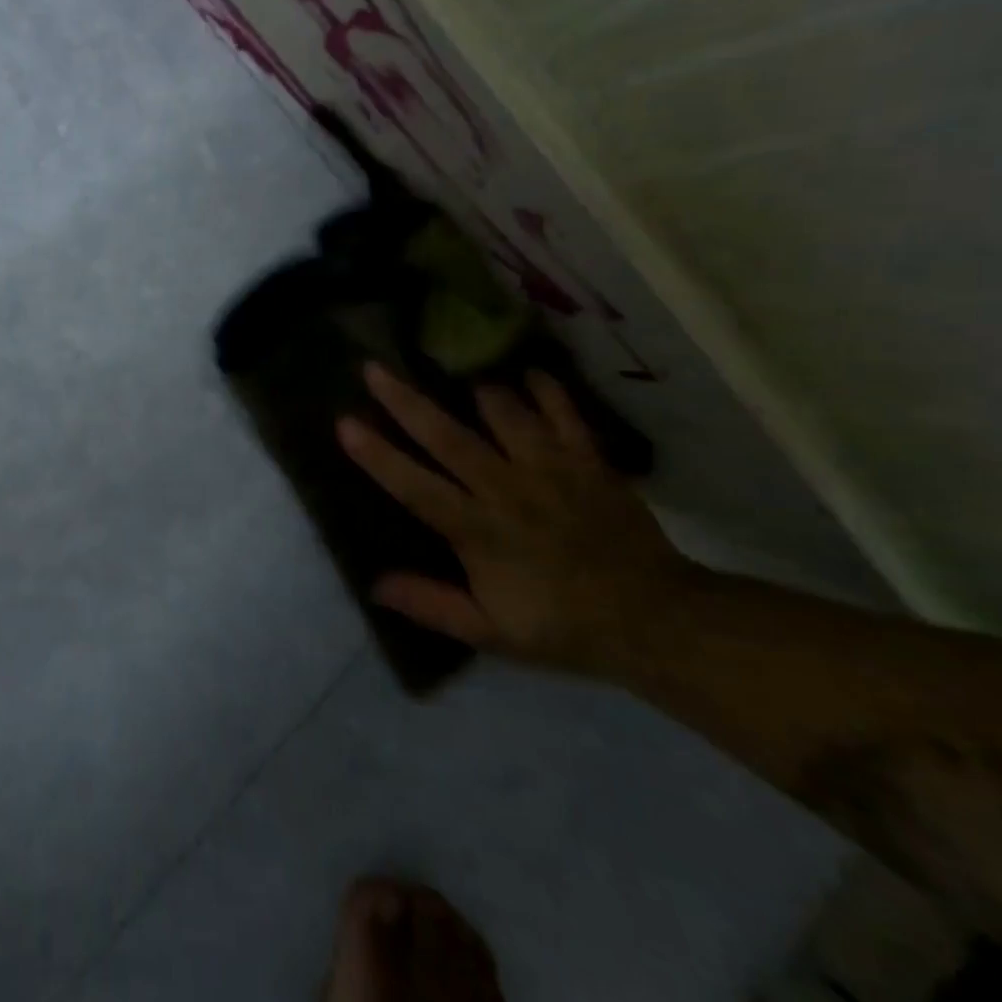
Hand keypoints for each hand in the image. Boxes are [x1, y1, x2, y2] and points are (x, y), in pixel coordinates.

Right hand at [338, 365, 699, 676]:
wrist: (657, 620)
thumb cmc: (563, 626)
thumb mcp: (492, 633)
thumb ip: (432, 606)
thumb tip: (374, 584)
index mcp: (479, 532)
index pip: (417, 488)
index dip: (378, 456)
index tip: (345, 423)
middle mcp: (508, 491)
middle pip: (449, 438)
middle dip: (406, 402)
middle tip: (373, 368)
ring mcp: (551, 471)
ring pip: (506, 416)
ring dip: (477, 391)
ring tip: (457, 372)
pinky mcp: (589, 462)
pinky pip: (565, 415)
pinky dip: (547, 391)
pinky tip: (530, 374)